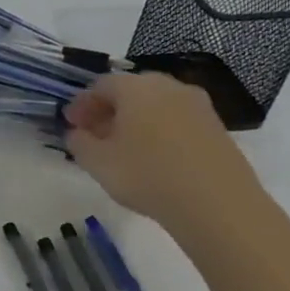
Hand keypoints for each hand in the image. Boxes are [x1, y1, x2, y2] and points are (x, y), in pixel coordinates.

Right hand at [64, 72, 263, 232]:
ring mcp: (198, 105)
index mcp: (136, 87)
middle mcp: (168, 86)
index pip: (99, 85)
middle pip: (130, 91)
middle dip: (109, 110)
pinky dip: (160, 131)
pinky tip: (154, 157)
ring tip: (124, 149)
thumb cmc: (147, 175)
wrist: (218, 204)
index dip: (81, 104)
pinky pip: (177, 121)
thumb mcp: (97, 162)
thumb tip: (77, 133)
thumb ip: (78, 142)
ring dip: (135, 121)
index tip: (71, 125)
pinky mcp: (217, 127)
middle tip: (95, 135)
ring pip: (156, 105)